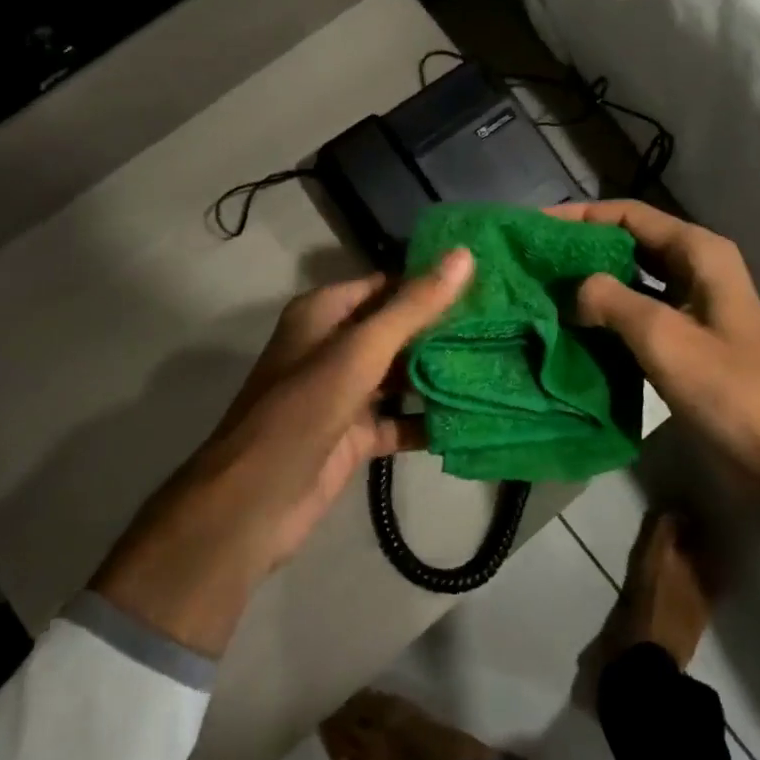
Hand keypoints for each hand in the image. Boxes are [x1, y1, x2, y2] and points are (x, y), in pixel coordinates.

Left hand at [92, 249, 473, 657]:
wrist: (253, 505)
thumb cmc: (302, 411)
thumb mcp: (360, 351)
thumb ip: (413, 306)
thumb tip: (464, 255)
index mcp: (325, 314)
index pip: (389, 285)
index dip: (433, 283)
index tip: (488, 283)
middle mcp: (334, 347)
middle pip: (399, 330)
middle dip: (445, 330)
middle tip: (506, 324)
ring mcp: (345, 394)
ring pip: (402, 375)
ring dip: (442, 374)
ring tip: (502, 363)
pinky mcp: (356, 435)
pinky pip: (401, 419)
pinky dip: (429, 419)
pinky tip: (474, 416)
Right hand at [546, 201, 759, 503]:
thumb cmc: (727, 389)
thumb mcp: (664, 337)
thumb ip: (611, 300)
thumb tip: (571, 290)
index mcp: (699, 252)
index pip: (630, 215)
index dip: (581, 215)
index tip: (535, 225)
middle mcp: (696, 268)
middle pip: (629, 241)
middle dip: (581, 247)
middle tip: (533, 259)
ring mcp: (691, 304)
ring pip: (631, 278)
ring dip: (590, 281)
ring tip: (543, 289)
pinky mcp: (684, 338)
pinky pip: (636, 312)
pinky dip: (605, 313)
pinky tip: (572, 324)